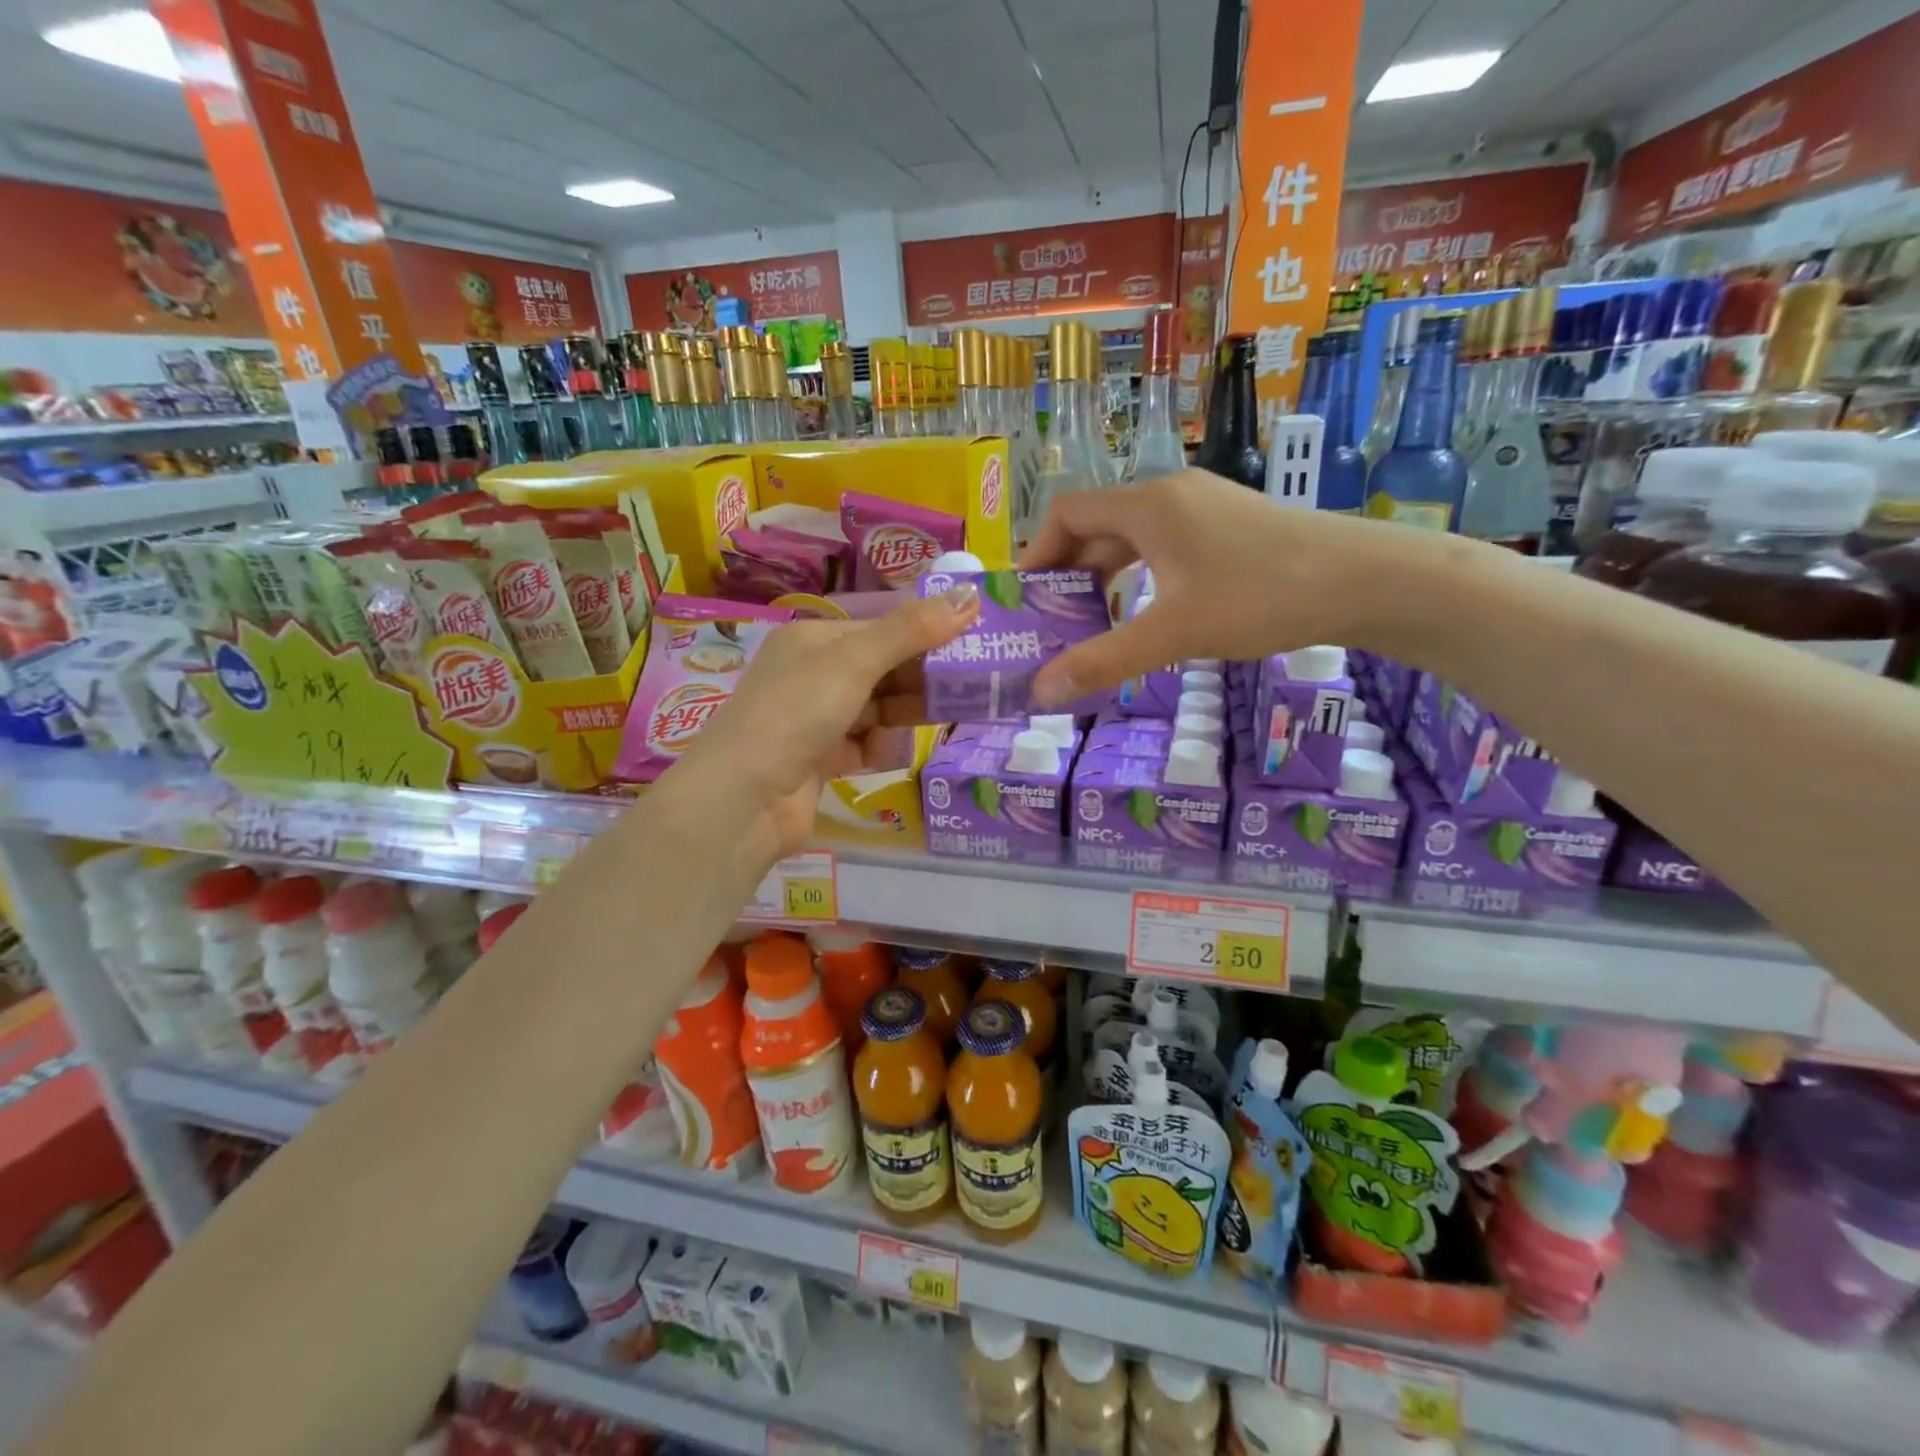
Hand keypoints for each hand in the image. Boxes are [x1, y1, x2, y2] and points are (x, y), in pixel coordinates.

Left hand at [668, 583, 980, 864]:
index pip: (882, 628)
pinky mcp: (821, 760)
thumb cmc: (797, 713)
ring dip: (904, 715)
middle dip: (922, 678)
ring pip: (879, 709)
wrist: (744, 799)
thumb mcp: (855, 662)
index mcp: (813, 639)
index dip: (926, 633)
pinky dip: (878, 748)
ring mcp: (815, 720)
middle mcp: (813, 675)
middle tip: (973, 686)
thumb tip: (971, 594)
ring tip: (942, 719)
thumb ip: (911, 630)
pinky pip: (865, 745)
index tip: (972, 642)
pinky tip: (881, 754)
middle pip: (884, 669)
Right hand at [1019, 468, 1435, 705]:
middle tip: (1054, 622)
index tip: (1028, 599)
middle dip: (1068, 572)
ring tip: (1092, 622)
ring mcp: (1203, 506)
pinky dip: (1139, 574)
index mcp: (1148, 506)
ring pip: (1132, 536)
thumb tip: (1041, 691)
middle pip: (1097, 524)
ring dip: (1104, 576)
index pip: (1067, 511)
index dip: (1037, 552)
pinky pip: (1163, 544)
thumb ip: (1104, 660)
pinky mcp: (1228, 525)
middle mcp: (1170, 495)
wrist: (1366, 580)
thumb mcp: (1175, 633)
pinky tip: (1146, 610)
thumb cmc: (1262, 597)